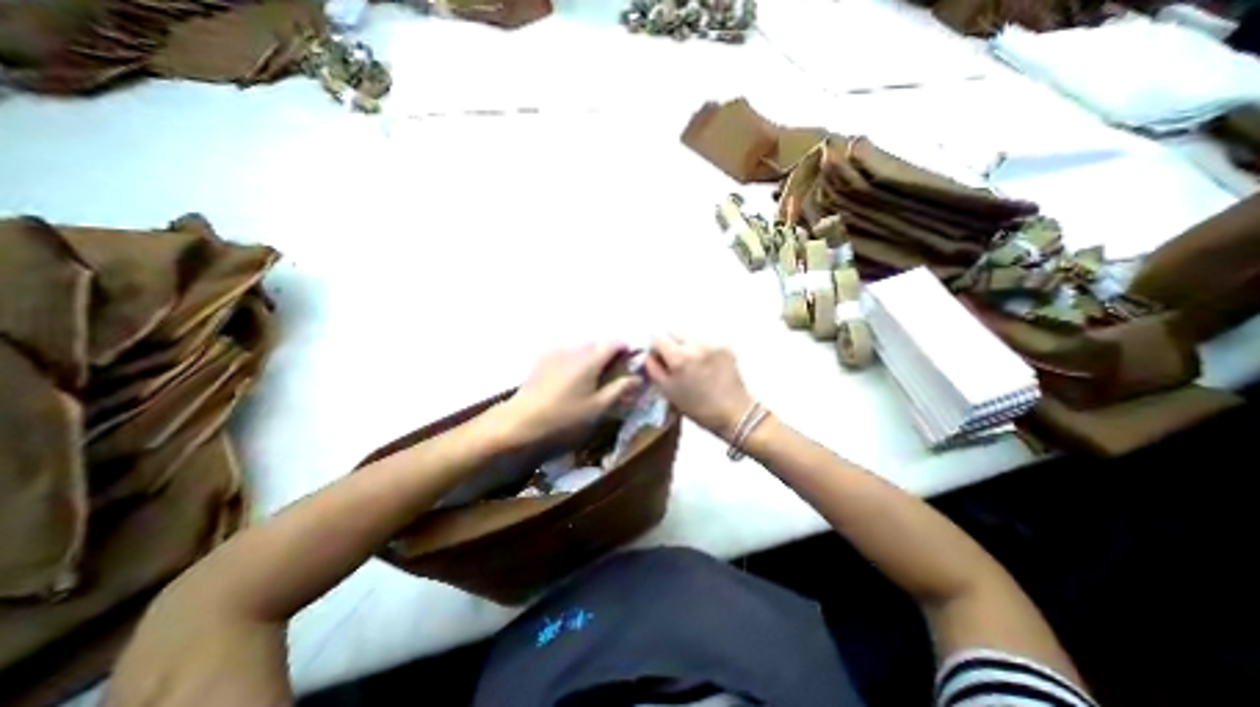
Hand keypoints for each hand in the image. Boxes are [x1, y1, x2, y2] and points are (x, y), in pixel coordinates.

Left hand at [496, 343, 643, 443]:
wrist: (519, 423)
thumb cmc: (564, 418)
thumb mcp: (598, 408)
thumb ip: (619, 389)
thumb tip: (638, 377)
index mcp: (590, 359)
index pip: (614, 343)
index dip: (626, 350)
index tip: (630, 365)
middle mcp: (573, 350)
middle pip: (598, 345)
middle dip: (609, 356)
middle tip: (612, 377)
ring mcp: (555, 353)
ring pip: (581, 349)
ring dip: (591, 359)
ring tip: (591, 382)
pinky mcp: (542, 360)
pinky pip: (566, 355)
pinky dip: (575, 362)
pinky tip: (571, 382)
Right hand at [650, 336, 744, 442]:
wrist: (734, 412)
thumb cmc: (697, 407)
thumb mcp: (668, 391)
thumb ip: (653, 369)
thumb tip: (649, 355)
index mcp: (678, 357)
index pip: (657, 338)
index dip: (655, 348)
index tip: (659, 359)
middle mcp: (695, 344)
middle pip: (674, 333)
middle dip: (671, 345)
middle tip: (676, 363)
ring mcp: (712, 343)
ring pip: (690, 337)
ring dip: (687, 347)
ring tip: (694, 367)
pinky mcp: (725, 346)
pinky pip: (706, 342)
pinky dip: (702, 350)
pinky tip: (708, 367)